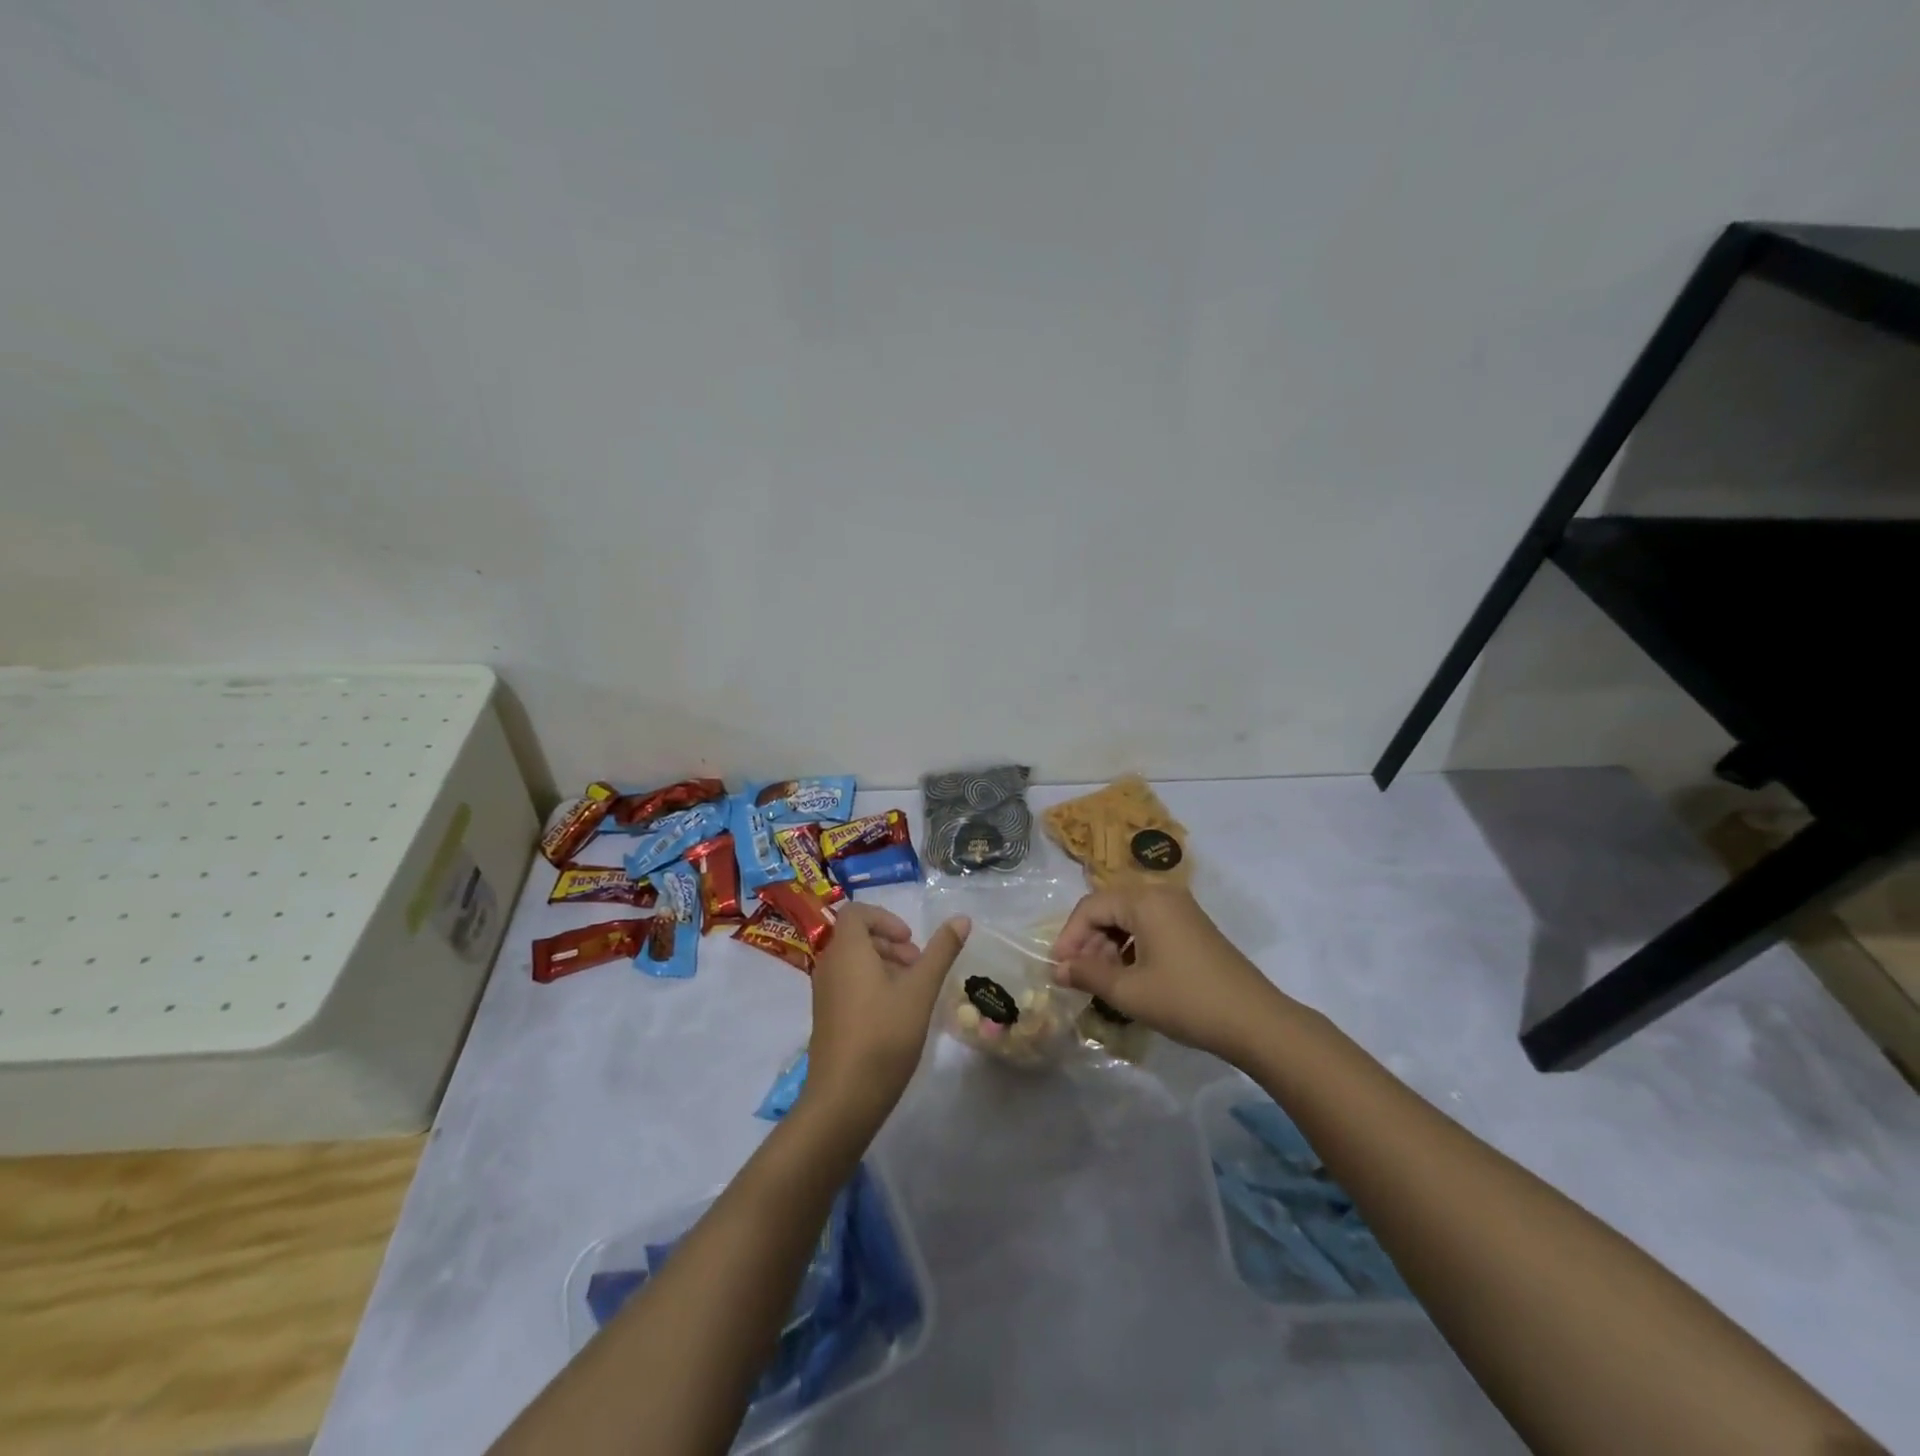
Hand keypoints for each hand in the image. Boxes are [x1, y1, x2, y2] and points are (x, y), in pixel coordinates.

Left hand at [801, 904, 970, 1126]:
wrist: (844, 1099)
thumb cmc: (884, 1035)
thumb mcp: (920, 990)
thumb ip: (941, 952)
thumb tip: (962, 918)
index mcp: (847, 951)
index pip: (856, 912)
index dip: (886, 918)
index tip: (911, 940)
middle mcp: (829, 965)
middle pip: (857, 936)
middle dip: (891, 943)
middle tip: (918, 966)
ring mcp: (824, 993)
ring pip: (854, 962)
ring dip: (884, 965)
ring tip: (912, 991)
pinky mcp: (826, 1017)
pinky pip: (848, 984)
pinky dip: (872, 985)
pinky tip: (896, 1014)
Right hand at [1050, 888, 1292, 1062]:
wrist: (1255, 1021)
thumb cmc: (1186, 1001)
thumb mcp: (1129, 992)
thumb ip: (1088, 975)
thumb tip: (1057, 970)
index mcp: (1145, 900)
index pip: (1091, 906)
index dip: (1069, 936)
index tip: (1058, 968)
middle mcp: (1163, 895)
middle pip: (1110, 908)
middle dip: (1088, 940)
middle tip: (1078, 976)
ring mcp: (1181, 910)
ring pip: (1129, 918)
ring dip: (1109, 945)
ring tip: (1102, 980)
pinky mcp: (1193, 928)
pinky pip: (1150, 927)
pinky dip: (1131, 947)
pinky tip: (1130, 976)